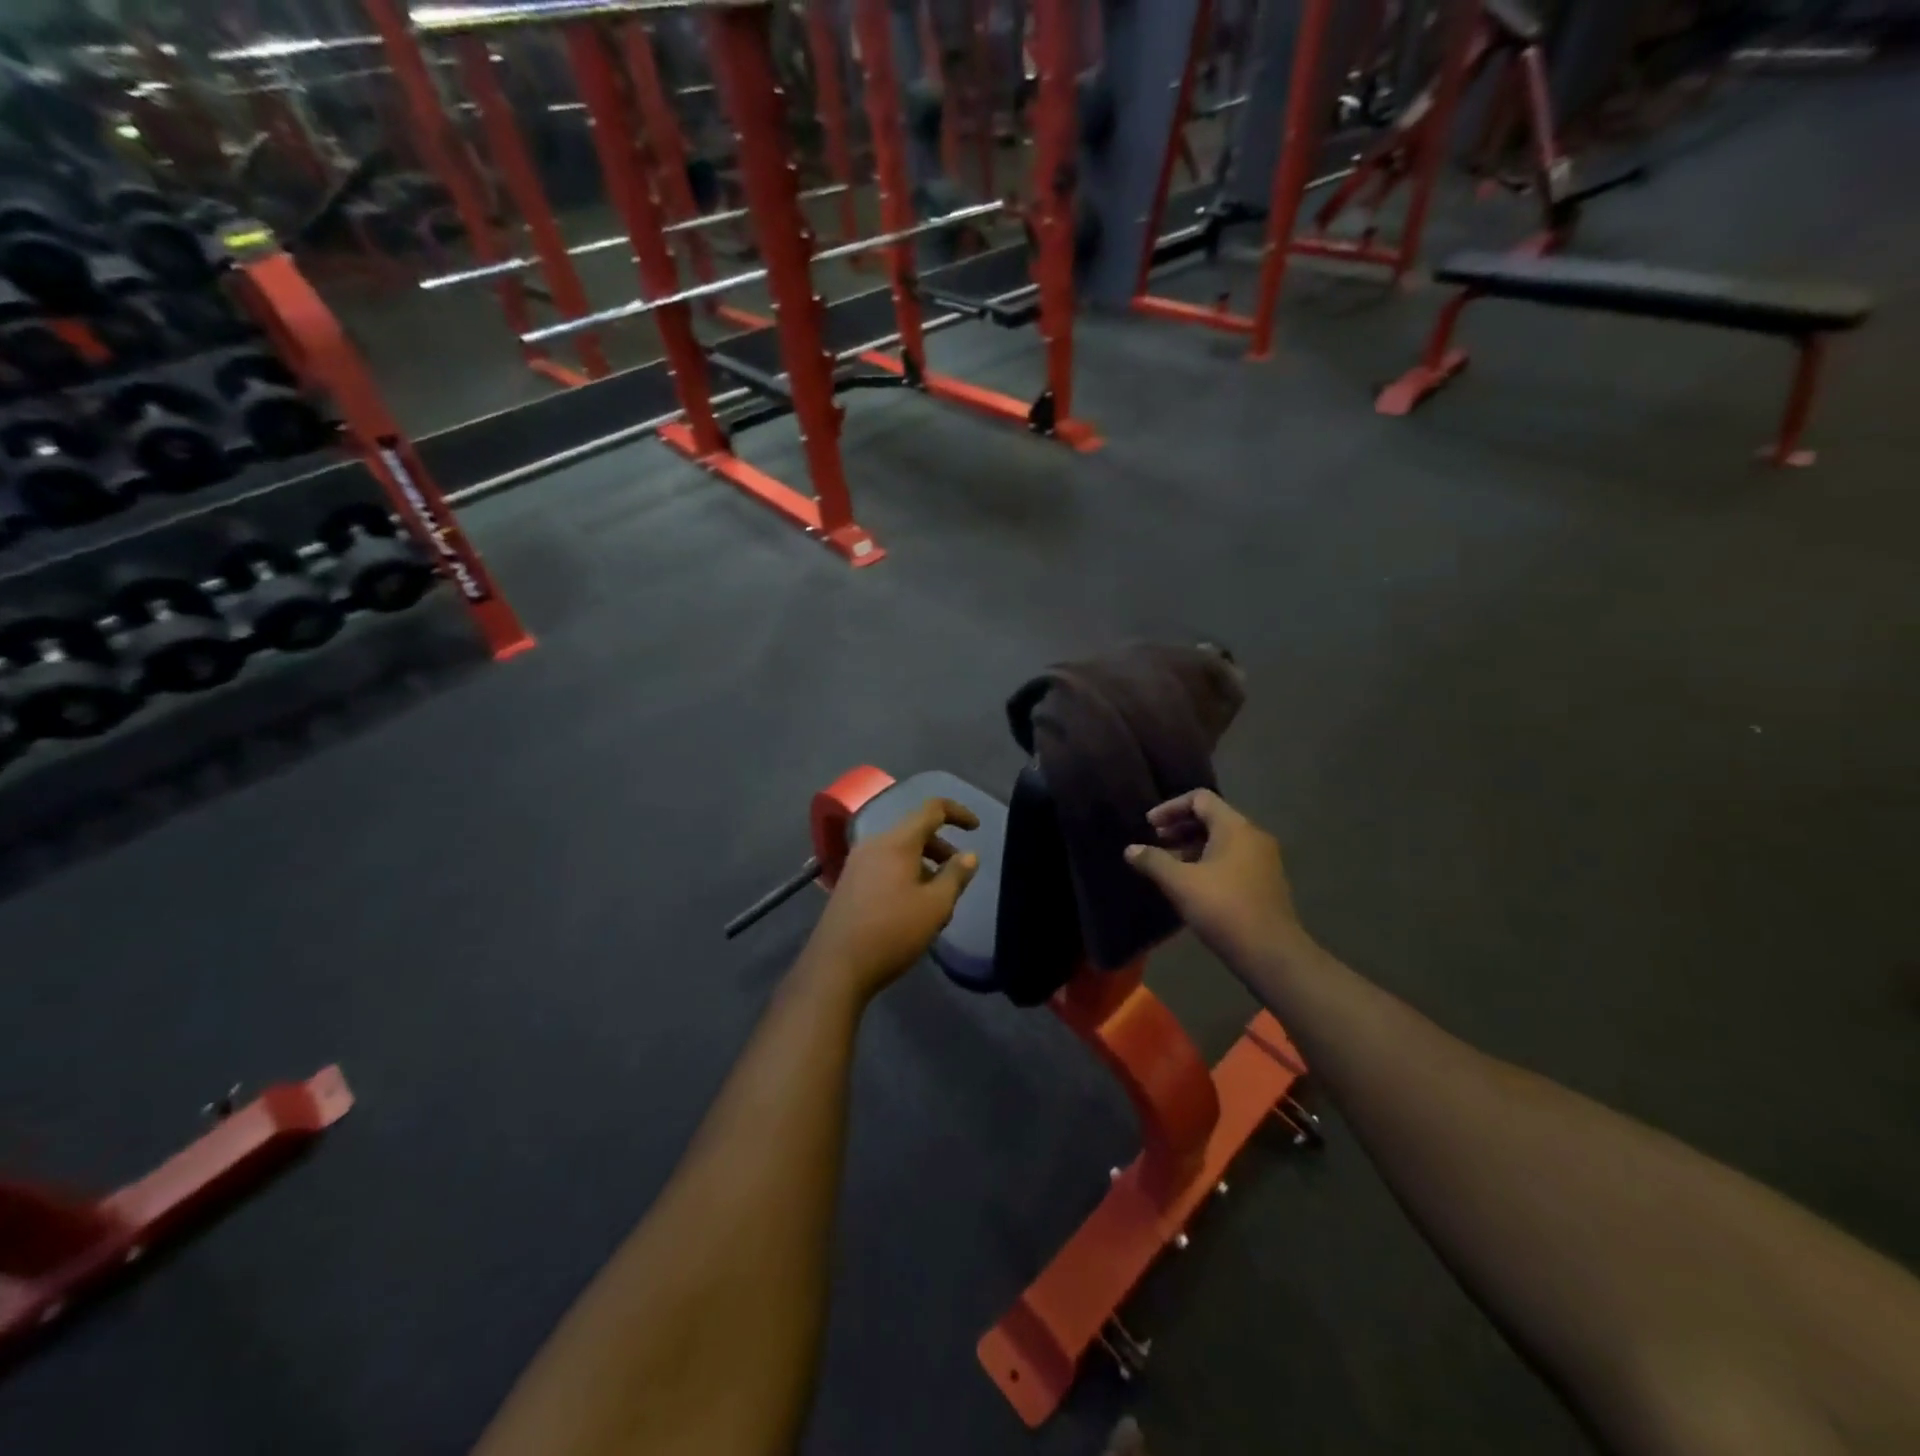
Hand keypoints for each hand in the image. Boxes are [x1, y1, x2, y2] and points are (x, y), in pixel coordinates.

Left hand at [799, 799, 979, 1003]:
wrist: (836, 966)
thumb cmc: (893, 932)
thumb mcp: (935, 906)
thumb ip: (956, 876)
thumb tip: (969, 855)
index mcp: (897, 842)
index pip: (931, 809)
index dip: (957, 813)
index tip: (975, 829)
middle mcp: (874, 844)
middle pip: (915, 831)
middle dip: (941, 848)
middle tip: (958, 875)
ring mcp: (857, 864)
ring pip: (899, 852)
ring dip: (924, 866)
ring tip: (938, 900)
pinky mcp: (849, 883)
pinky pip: (884, 867)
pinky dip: (905, 875)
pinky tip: (912, 908)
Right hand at [1124, 790, 1310, 970]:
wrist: (1270, 952)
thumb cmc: (1223, 908)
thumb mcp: (1180, 883)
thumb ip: (1153, 861)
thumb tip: (1130, 850)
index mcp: (1234, 827)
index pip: (1200, 799)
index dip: (1170, 808)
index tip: (1149, 825)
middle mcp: (1252, 836)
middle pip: (1212, 817)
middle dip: (1180, 827)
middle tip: (1155, 842)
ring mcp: (1263, 859)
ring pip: (1222, 840)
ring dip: (1192, 846)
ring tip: (1168, 864)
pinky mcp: (1264, 881)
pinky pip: (1232, 858)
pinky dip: (1208, 861)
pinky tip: (1190, 883)